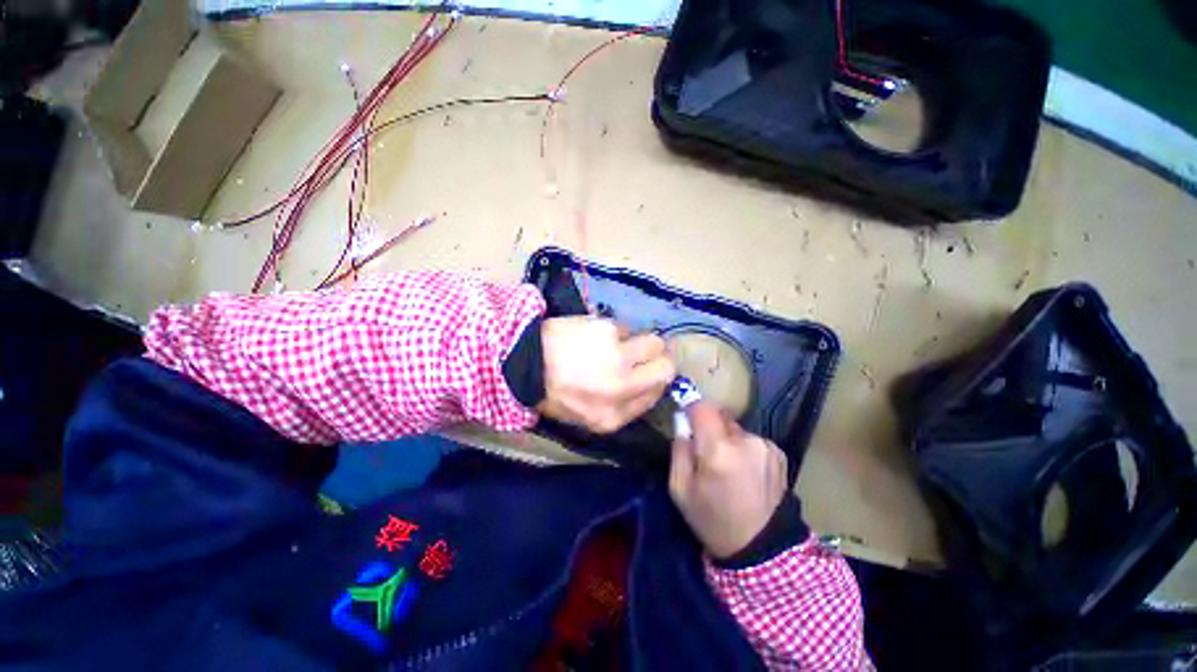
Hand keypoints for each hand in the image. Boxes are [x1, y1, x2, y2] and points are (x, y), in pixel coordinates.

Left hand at [538, 316, 675, 433]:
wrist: (522, 361)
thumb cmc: (552, 391)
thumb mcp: (585, 416)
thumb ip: (621, 407)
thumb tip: (648, 384)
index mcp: (613, 417)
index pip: (656, 396)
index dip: (654, 381)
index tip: (645, 372)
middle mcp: (623, 388)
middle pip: (666, 368)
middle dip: (659, 360)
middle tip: (642, 354)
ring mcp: (618, 358)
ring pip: (654, 342)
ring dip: (638, 342)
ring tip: (614, 344)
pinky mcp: (608, 331)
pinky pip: (627, 328)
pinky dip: (616, 331)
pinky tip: (596, 335)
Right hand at [668, 402, 788, 558]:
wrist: (762, 549)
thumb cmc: (712, 520)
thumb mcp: (680, 489)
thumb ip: (678, 449)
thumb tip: (681, 421)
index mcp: (718, 450)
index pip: (703, 407)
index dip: (692, 410)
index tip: (686, 421)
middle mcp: (745, 441)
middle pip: (720, 415)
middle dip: (709, 427)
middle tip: (706, 453)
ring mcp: (765, 446)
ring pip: (735, 429)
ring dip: (728, 440)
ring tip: (729, 468)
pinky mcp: (778, 453)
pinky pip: (751, 440)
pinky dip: (744, 449)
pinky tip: (746, 473)